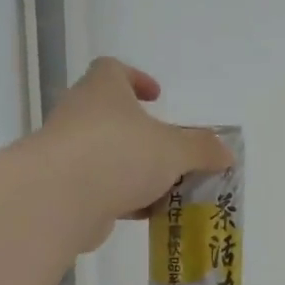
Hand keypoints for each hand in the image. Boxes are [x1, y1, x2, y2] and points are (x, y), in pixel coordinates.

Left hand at [42, 58, 234, 248]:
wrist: (59, 198)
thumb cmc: (119, 154)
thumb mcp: (174, 150)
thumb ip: (201, 149)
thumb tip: (225, 153)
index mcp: (103, 90)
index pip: (113, 70)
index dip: (136, 79)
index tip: (156, 97)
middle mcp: (80, 115)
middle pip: (112, 117)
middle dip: (142, 135)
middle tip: (170, 151)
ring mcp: (68, 152)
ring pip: (107, 156)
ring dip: (134, 170)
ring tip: (166, 187)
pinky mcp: (64, 188)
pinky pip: (99, 188)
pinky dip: (122, 197)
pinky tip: (146, 214)